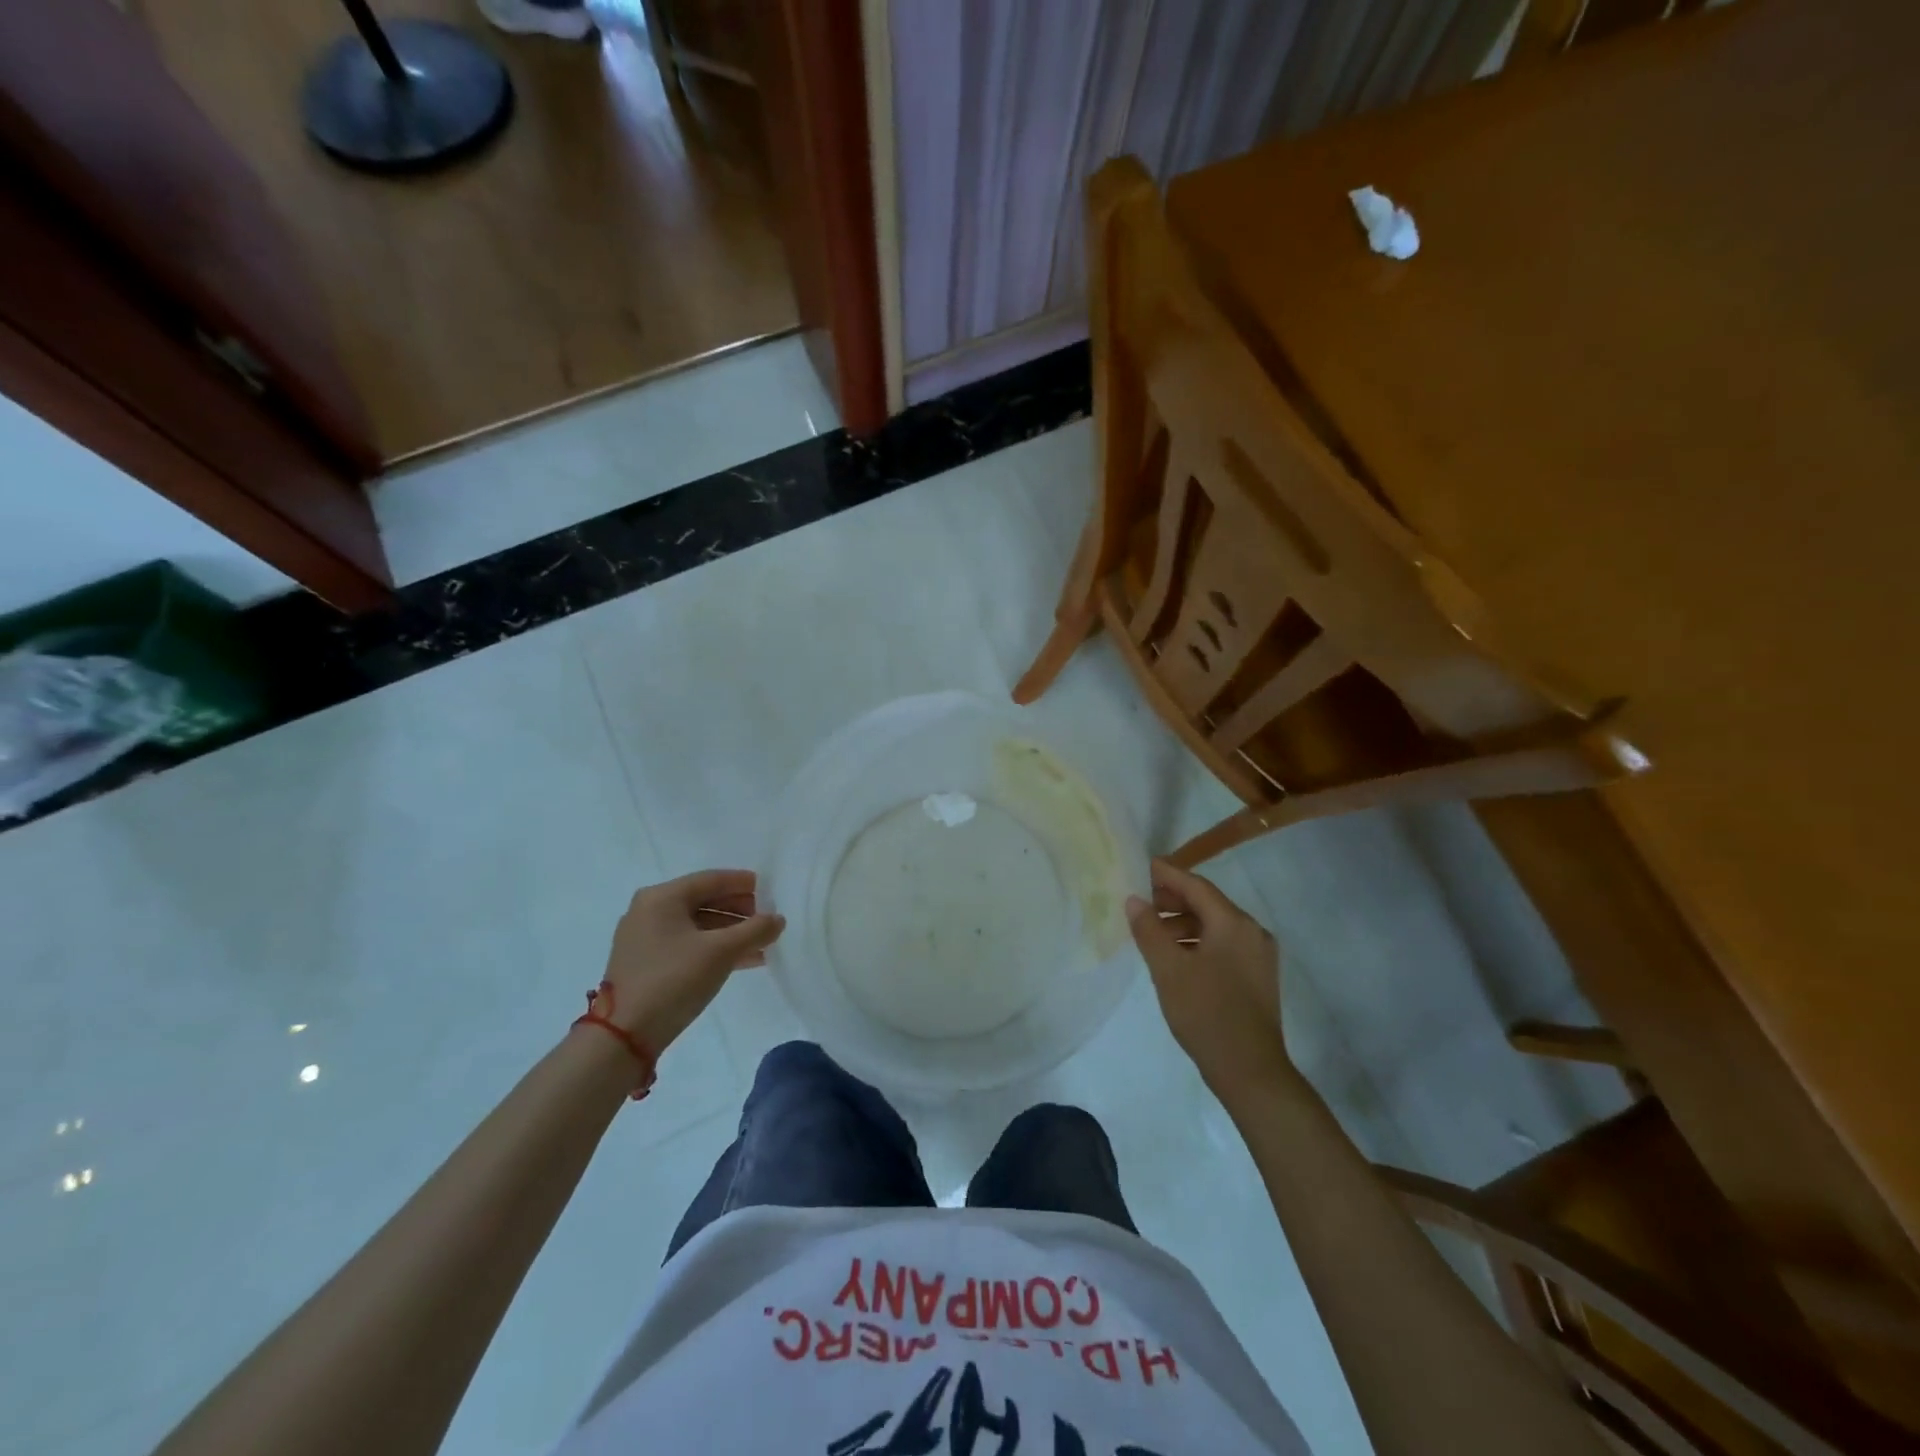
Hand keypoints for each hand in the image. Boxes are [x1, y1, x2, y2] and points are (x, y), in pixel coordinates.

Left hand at [597, 870, 784, 1053]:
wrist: (624, 1036)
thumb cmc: (674, 980)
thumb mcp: (721, 952)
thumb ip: (755, 930)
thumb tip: (777, 919)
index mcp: (662, 897)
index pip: (711, 880)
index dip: (743, 883)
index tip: (770, 891)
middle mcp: (649, 910)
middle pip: (703, 900)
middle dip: (738, 910)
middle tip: (766, 920)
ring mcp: (643, 938)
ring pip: (697, 925)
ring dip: (729, 933)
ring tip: (760, 944)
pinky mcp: (644, 963)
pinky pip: (686, 944)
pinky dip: (712, 948)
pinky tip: (740, 961)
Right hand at [1127, 860, 1295, 1101]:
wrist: (1250, 1071)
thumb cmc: (1206, 1013)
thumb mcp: (1168, 969)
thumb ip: (1149, 930)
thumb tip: (1134, 900)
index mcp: (1234, 924)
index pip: (1196, 886)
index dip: (1168, 875)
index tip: (1143, 867)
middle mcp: (1252, 932)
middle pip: (1208, 904)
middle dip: (1174, 900)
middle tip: (1142, 902)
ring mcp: (1258, 956)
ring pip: (1216, 926)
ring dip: (1184, 924)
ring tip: (1153, 933)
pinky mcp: (1257, 977)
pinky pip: (1224, 945)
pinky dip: (1198, 942)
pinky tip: (1176, 957)